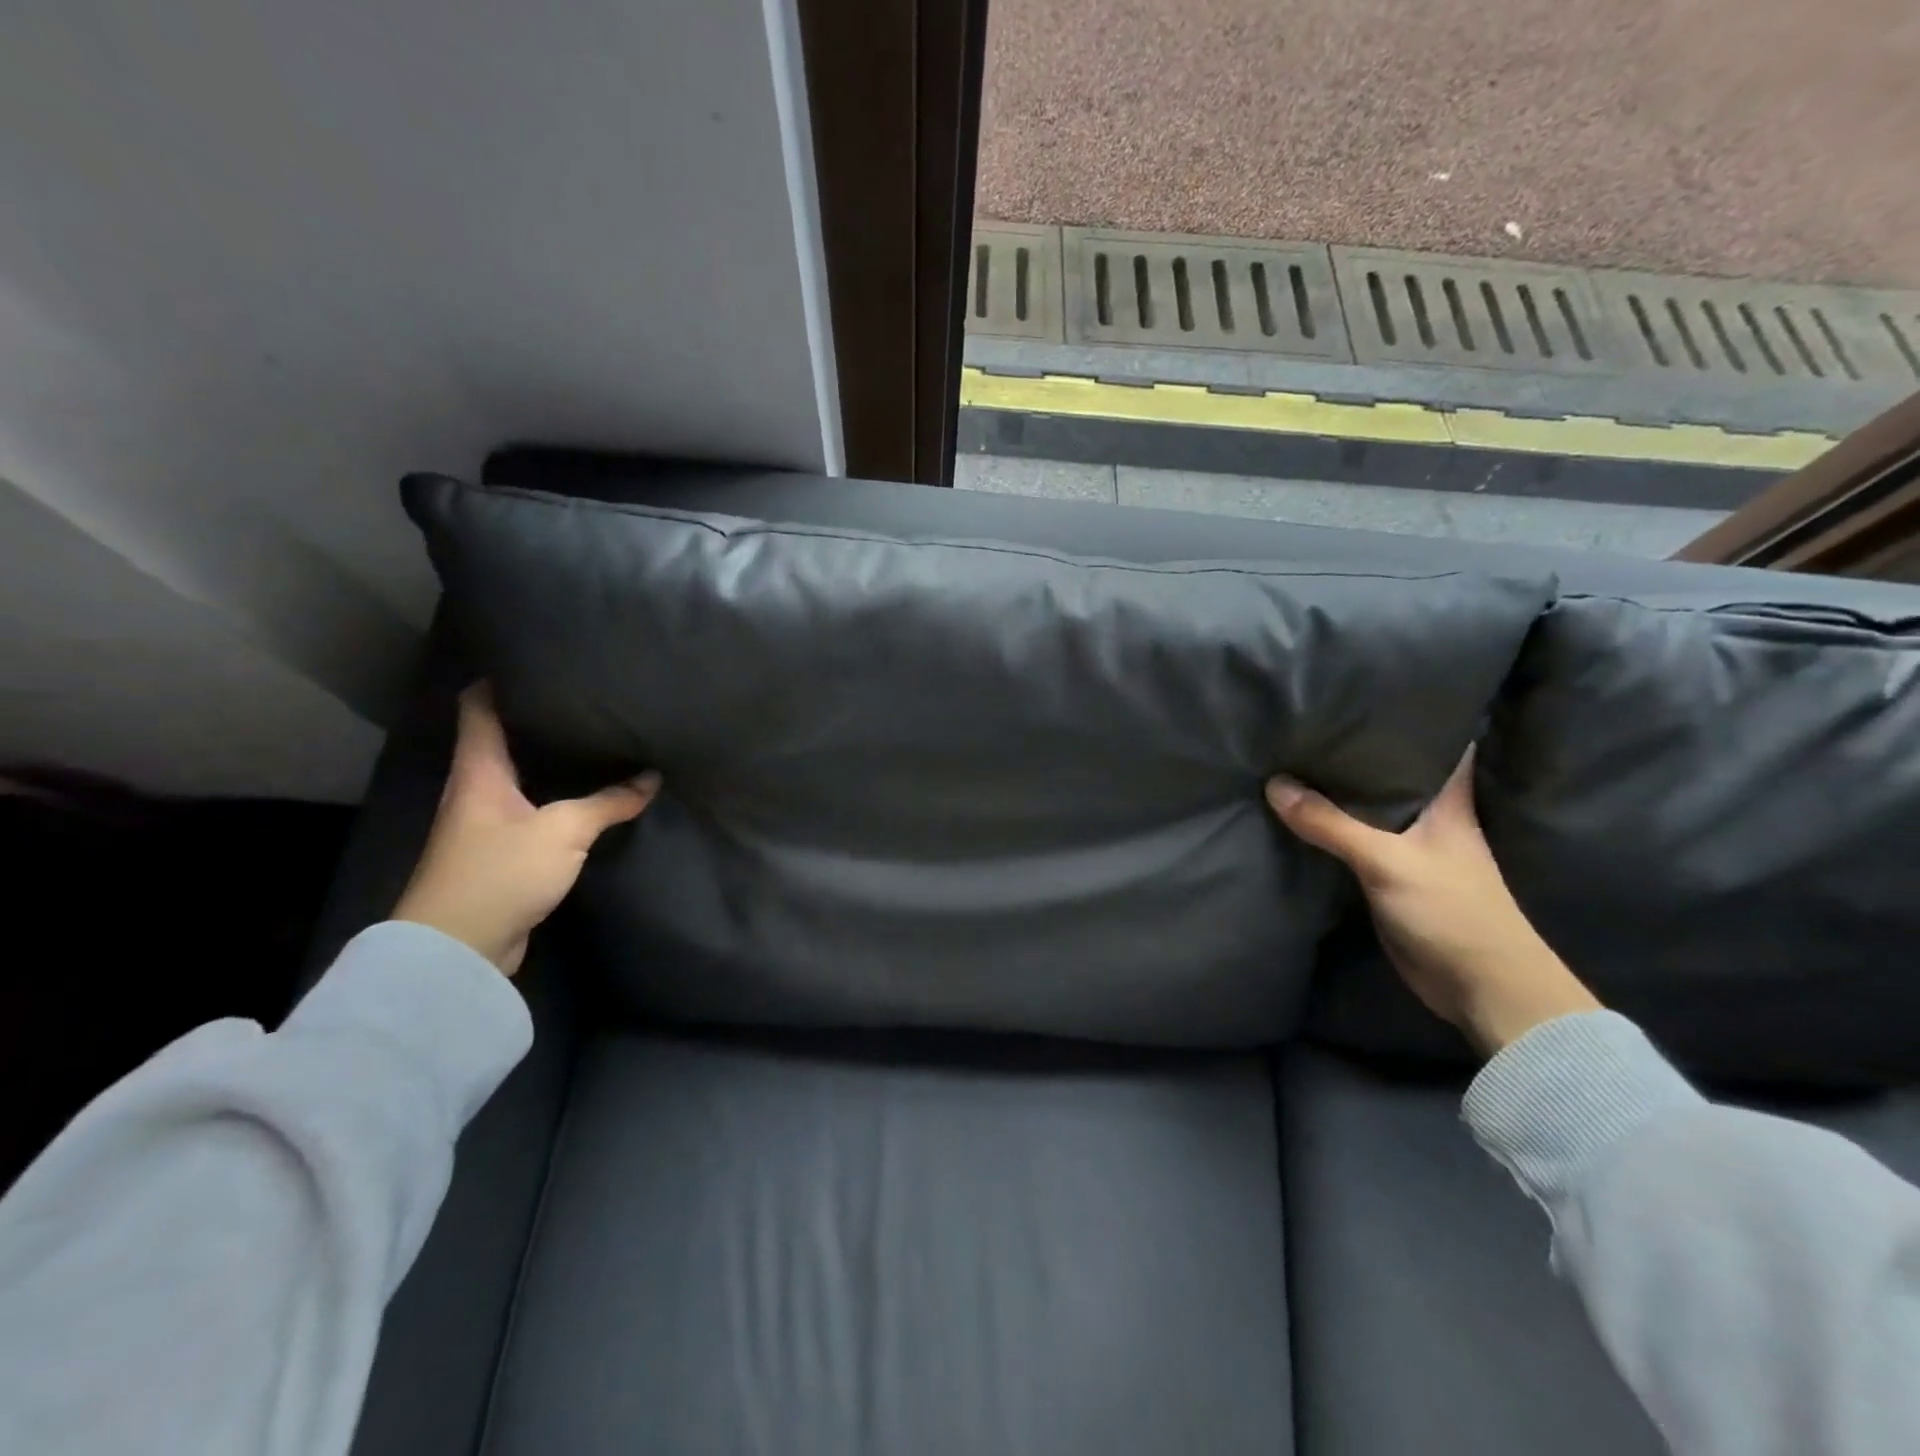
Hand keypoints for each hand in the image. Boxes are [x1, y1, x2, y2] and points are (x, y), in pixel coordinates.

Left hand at [392, 683, 658, 973]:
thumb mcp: (563, 830)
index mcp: (478, 769)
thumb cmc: (500, 872)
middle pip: (503, 738)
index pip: (478, 707)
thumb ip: (609, 802)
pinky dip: (557, 797)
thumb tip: (651, 777)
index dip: (499, 678)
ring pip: (521, 775)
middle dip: (538, 717)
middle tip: (585, 698)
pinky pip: (532, 810)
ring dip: (550, 760)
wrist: (458, 949)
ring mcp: (486, 823)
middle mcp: (476, 789)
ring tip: (595, 740)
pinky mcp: (501, 853)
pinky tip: (587, 795)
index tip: (535, 658)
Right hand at [1266, 748, 1599, 1054]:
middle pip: (1393, 772)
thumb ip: (1332, 824)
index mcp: (1448, 802)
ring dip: (1339, 789)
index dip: (1416, 715)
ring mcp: (1408, 848)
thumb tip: (1275, 784)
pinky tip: (1298, 813)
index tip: (1378, 688)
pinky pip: (1353, 840)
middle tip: (1314, 716)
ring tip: (1295, 754)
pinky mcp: (1388, 877)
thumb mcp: (1388, 861)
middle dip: (1360, 748)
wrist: (1480, 986)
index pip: (1441, 743)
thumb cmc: (1452, 910)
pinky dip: (1330, 827)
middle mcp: (1429, 818)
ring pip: (1369, 807)